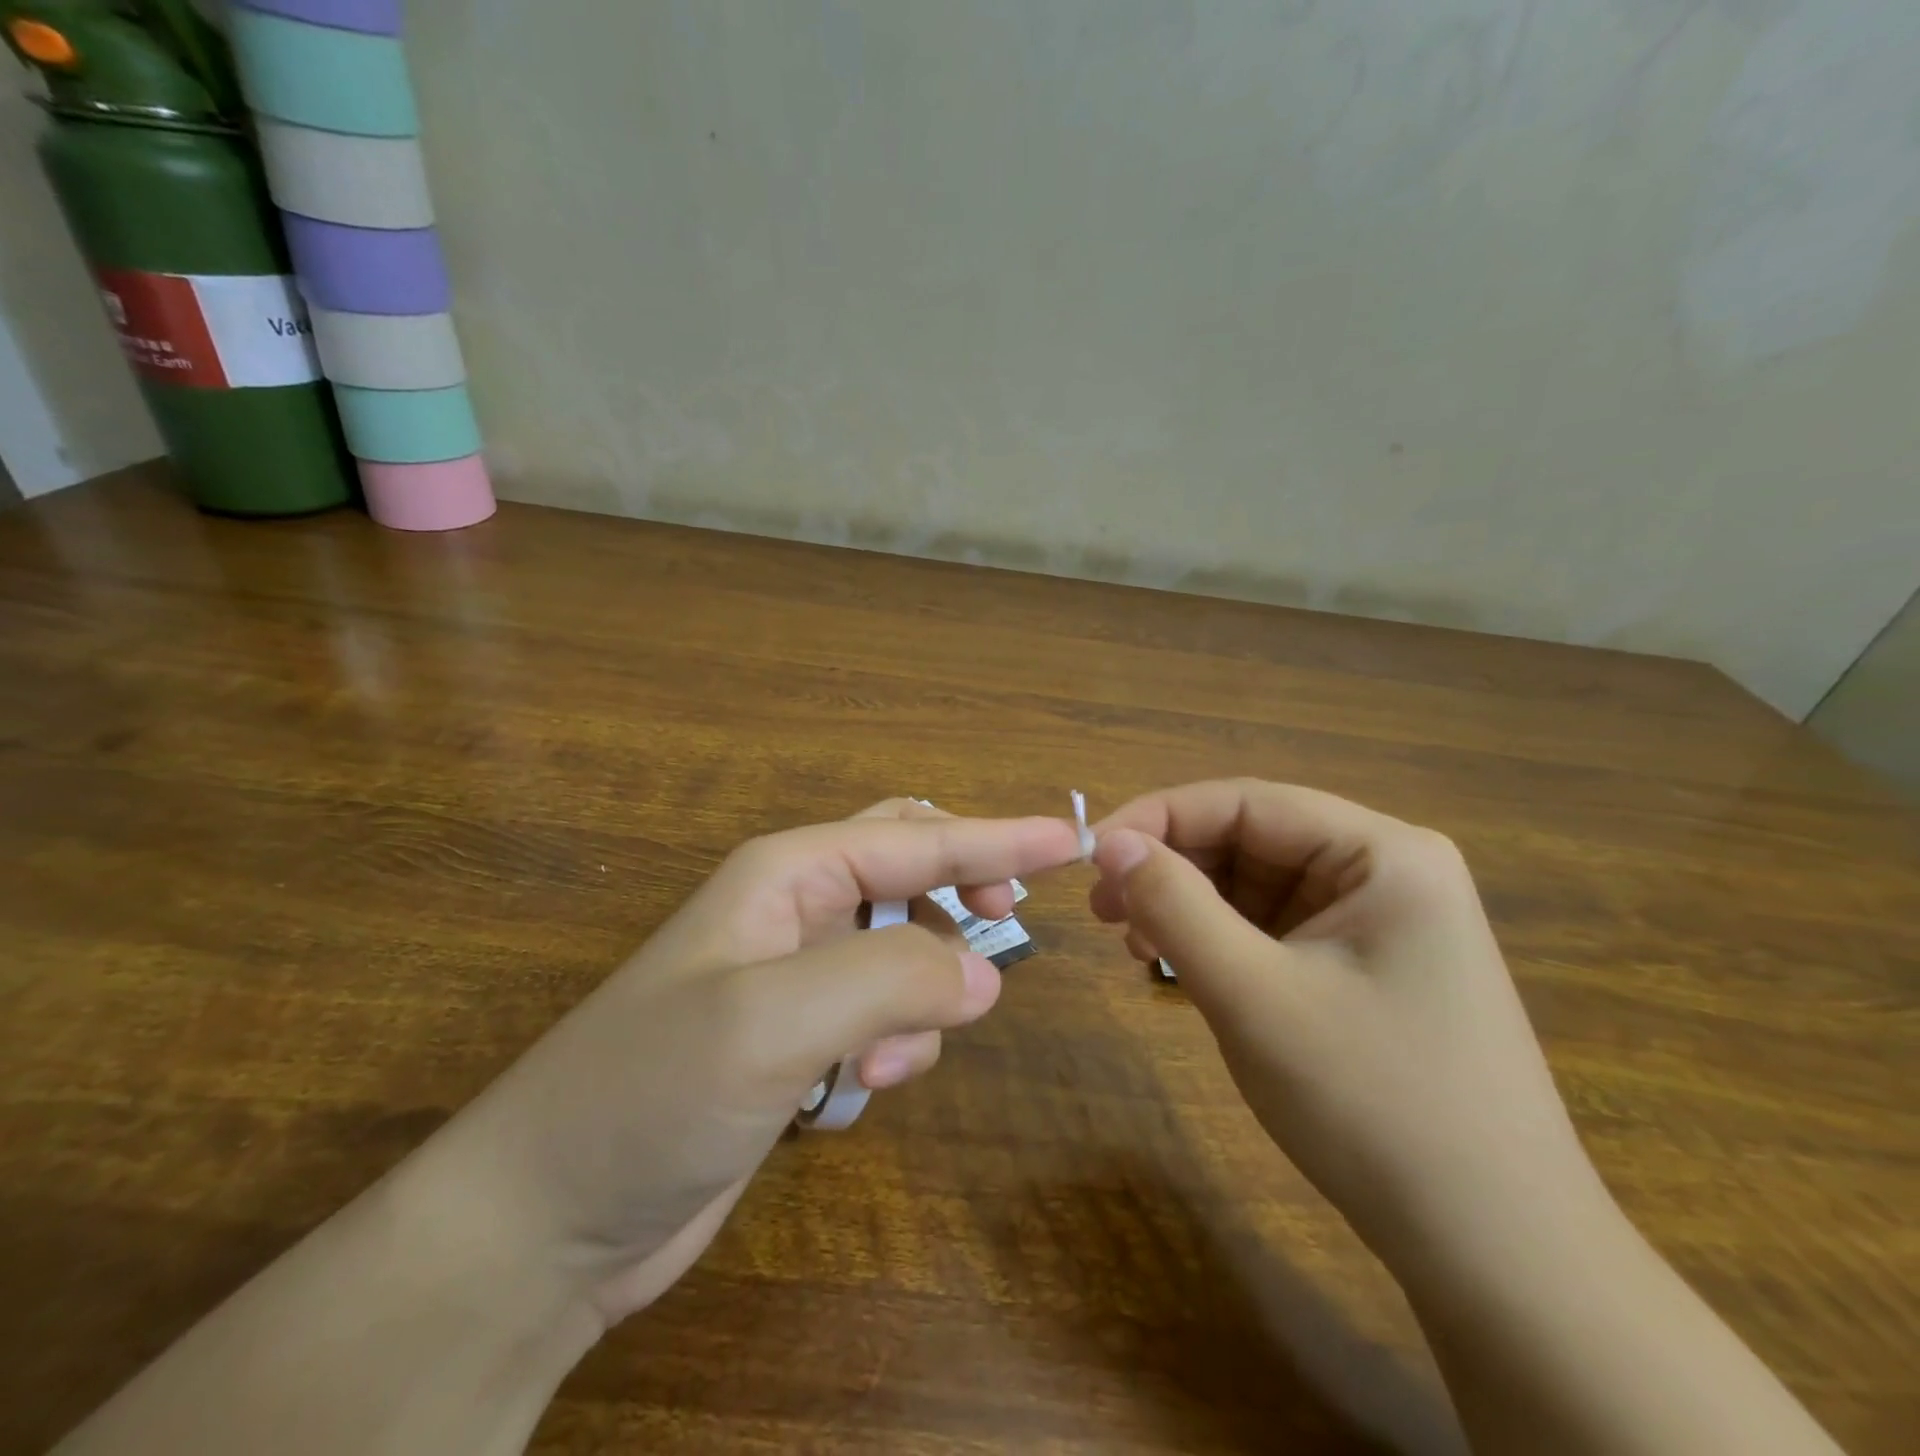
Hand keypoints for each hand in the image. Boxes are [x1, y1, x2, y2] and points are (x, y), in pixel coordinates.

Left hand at [422, 800, 1081, 1327]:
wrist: (546, 1218)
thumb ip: (892, 978)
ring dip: (922, 993)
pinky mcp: (796, 1039)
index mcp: (787, 873)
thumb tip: (984, 977)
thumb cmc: (651, 1092)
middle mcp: (794, 911)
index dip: (995, 838)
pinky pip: (881, 1014)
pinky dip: (895, 1043)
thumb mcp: (775, 1018)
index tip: (1069, 842)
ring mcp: (794, 976)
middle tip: (1006, 926)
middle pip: (908, 871)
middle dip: (962, 891)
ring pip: (904, 950)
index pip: (915, 837)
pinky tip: (862, 1088)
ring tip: (893, 1056)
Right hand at [1090, 779, 1603, 1265]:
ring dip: (1188, 906)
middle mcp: (1385, 871)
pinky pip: (1273, 929)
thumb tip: (1108, 842)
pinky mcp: (1363, 967)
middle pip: (1251, 841)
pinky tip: (1179, 967)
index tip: (1089, 853)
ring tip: (1133, 944)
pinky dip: (1218, 940)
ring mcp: (1377, 922)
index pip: (1246, 802)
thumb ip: (1174, 905)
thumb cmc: (1374, 1107)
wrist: (1495, 1255)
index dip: (1158, 818)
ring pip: (1255, 886)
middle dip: (1171, 868)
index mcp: (1383, 853)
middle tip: (1101, 909)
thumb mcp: (1254, 995)